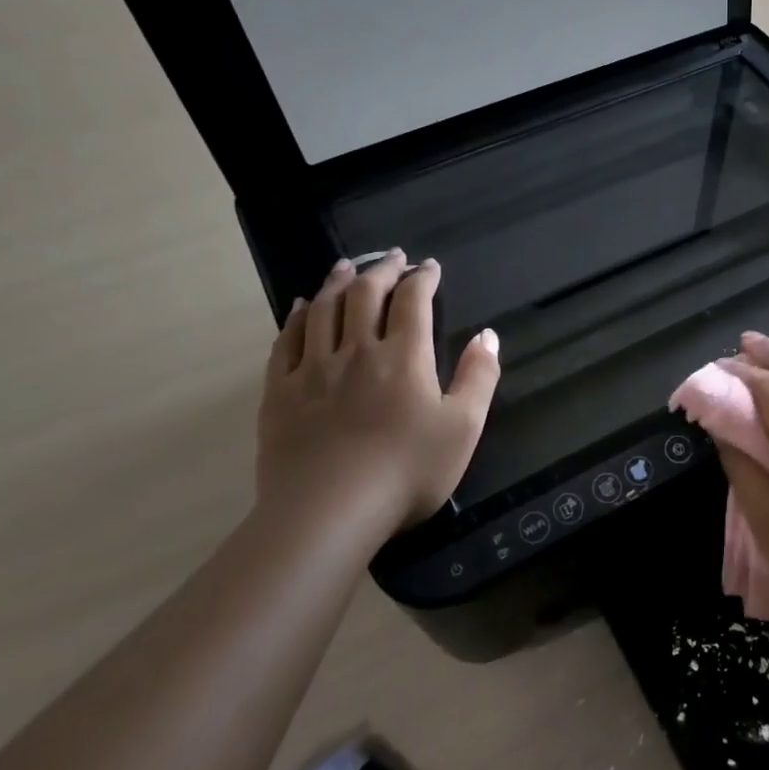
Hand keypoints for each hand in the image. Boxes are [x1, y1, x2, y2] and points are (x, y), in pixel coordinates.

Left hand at [257, 251, 499, 548]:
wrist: (329, 512)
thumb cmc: (407, 471)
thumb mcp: (464, 427)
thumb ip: (480, 377)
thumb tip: (488, 335)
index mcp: (404, 357)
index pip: (413, 301)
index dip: (422, 278)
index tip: (429, 267)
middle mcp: (356, 351)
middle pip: (365, 295)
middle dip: (382, 270)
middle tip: (393, 257)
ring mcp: (313, 370)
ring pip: (324, 310)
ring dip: (338, 282)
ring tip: (346, 266)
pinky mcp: (281, 393)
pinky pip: (286, 342)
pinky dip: (297, 317)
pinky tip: (303, 307)